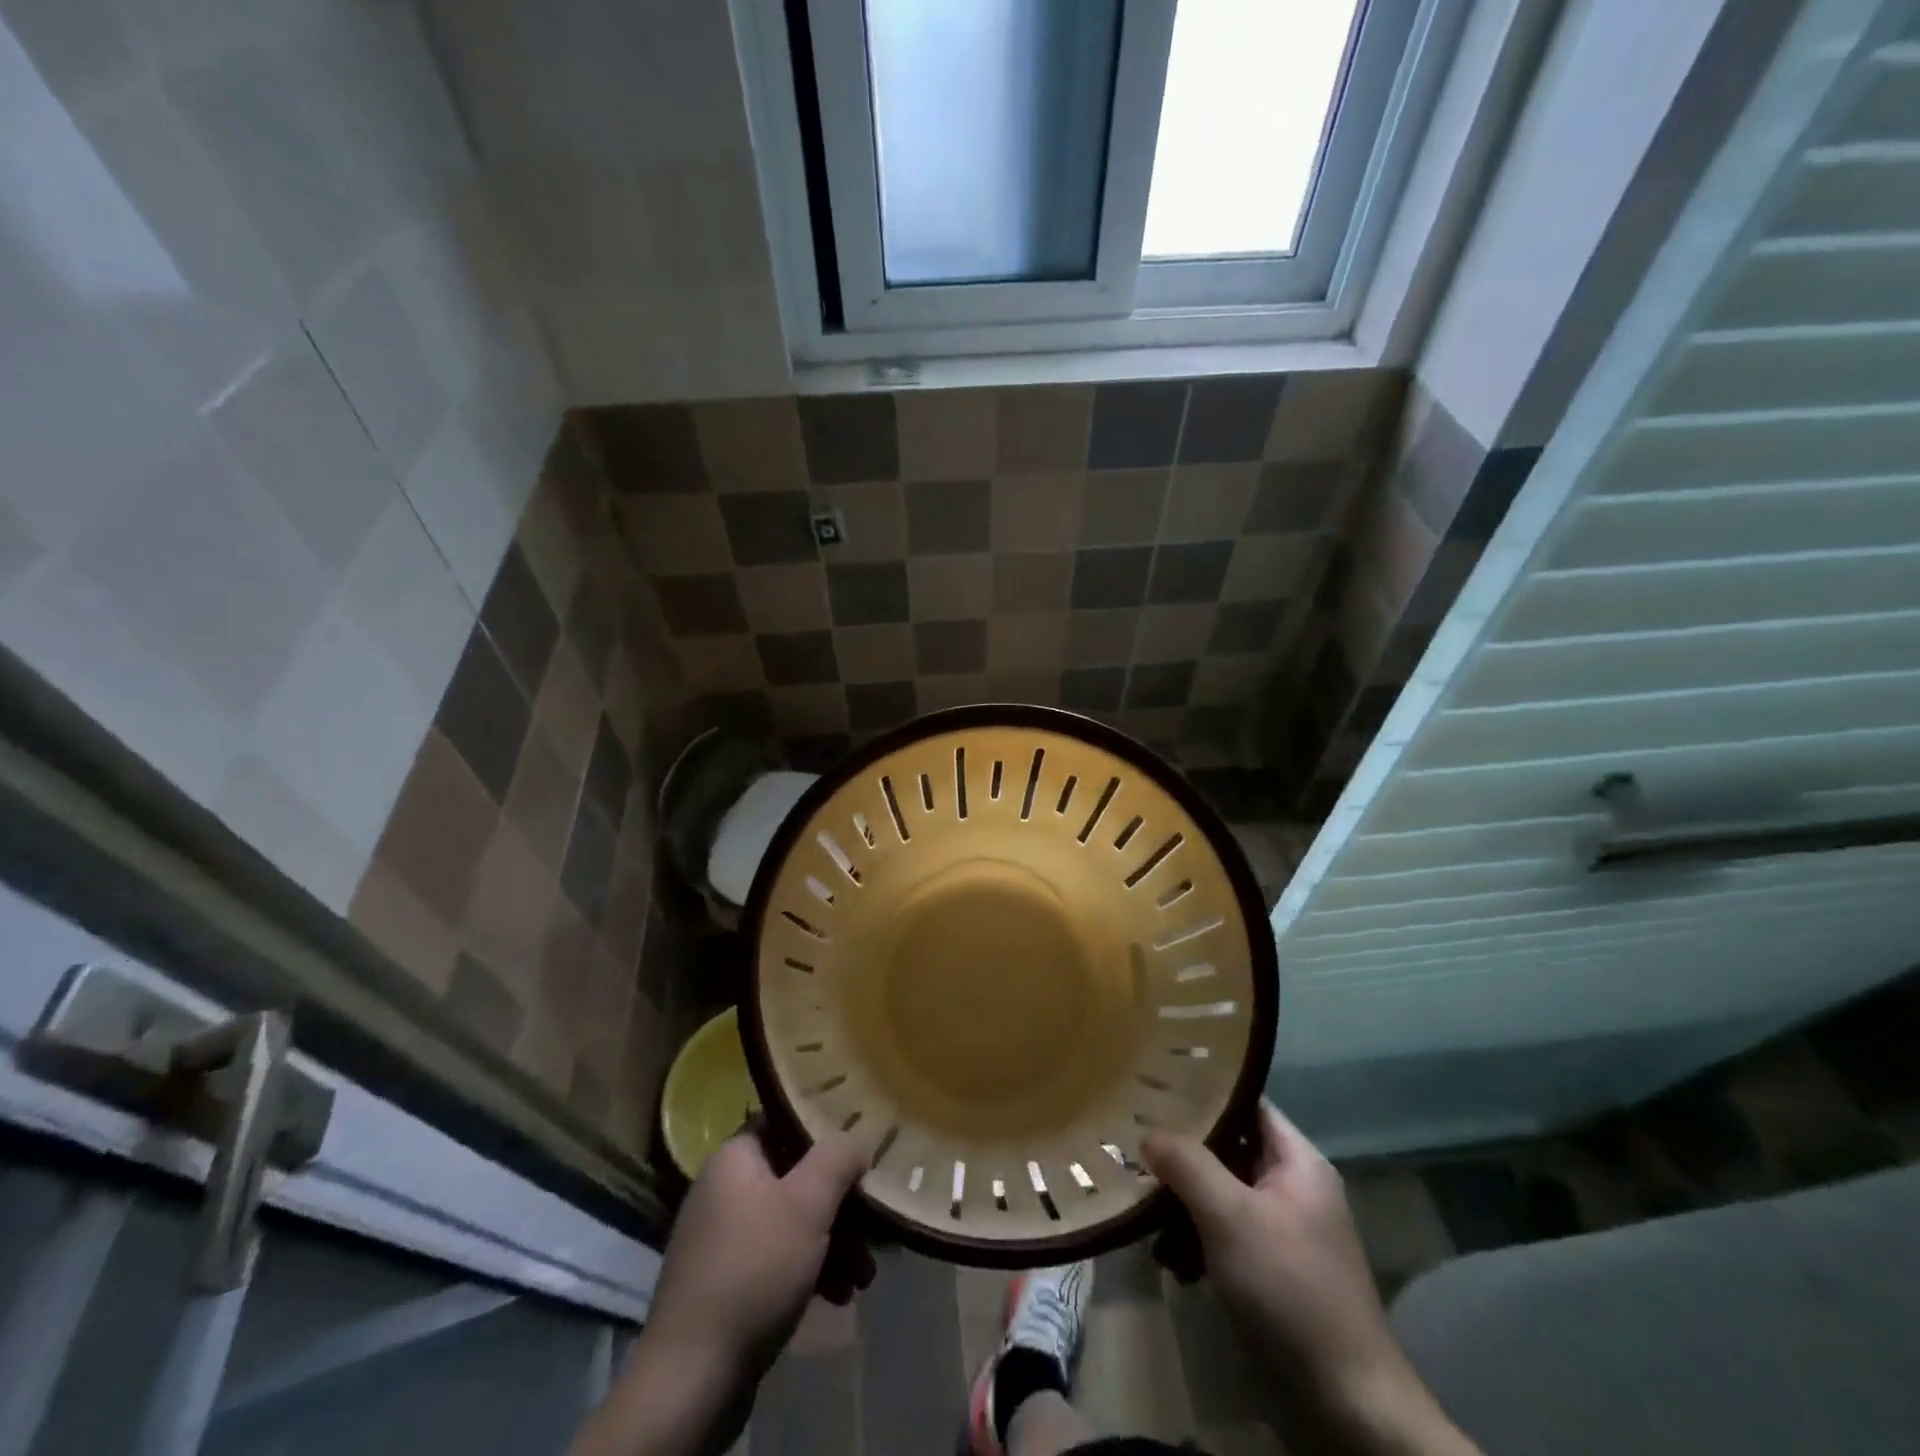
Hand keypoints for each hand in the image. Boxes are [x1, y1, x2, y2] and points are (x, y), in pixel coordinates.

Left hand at [571, 1130, 871, 1455]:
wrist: (692, 1378)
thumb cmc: (754, 1269)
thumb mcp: (807, 1203)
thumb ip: (837, 1158)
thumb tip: (855, 1141)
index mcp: (735, 1158)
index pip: (785, 1122)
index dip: (824, 1132)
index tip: (859, 1150)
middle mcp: (724, 1190)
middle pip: (796, 1177)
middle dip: (839, 1204)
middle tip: (872, 1226)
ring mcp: (723, 1239)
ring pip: (792, 1223)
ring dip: (833, 1243)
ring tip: (863, 1275)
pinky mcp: (727, 1283)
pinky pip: (778, 1259)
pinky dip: (810, 1271)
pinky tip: (839, 1295)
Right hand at [1143, 1103, 1478, 1454]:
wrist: (1348, 1406)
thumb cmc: (1290, 1290)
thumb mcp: (1230, 1217)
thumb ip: (1187, 1164)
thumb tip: (1149, 1132)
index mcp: (1297, 1163)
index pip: (1244, 1104)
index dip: (1202, 1093)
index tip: (1154, 1091)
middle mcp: (1293, 1189)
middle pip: (1228, 1151)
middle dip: (1182, 1157)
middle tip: (1136, 1153)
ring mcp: (1283, 1233)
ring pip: (1221, 1196)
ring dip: (1183, 1206)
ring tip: (1146, 1220)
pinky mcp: (1272, 1273)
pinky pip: (1225, 1237)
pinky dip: (1197, 1244)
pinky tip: (1172, 1264)